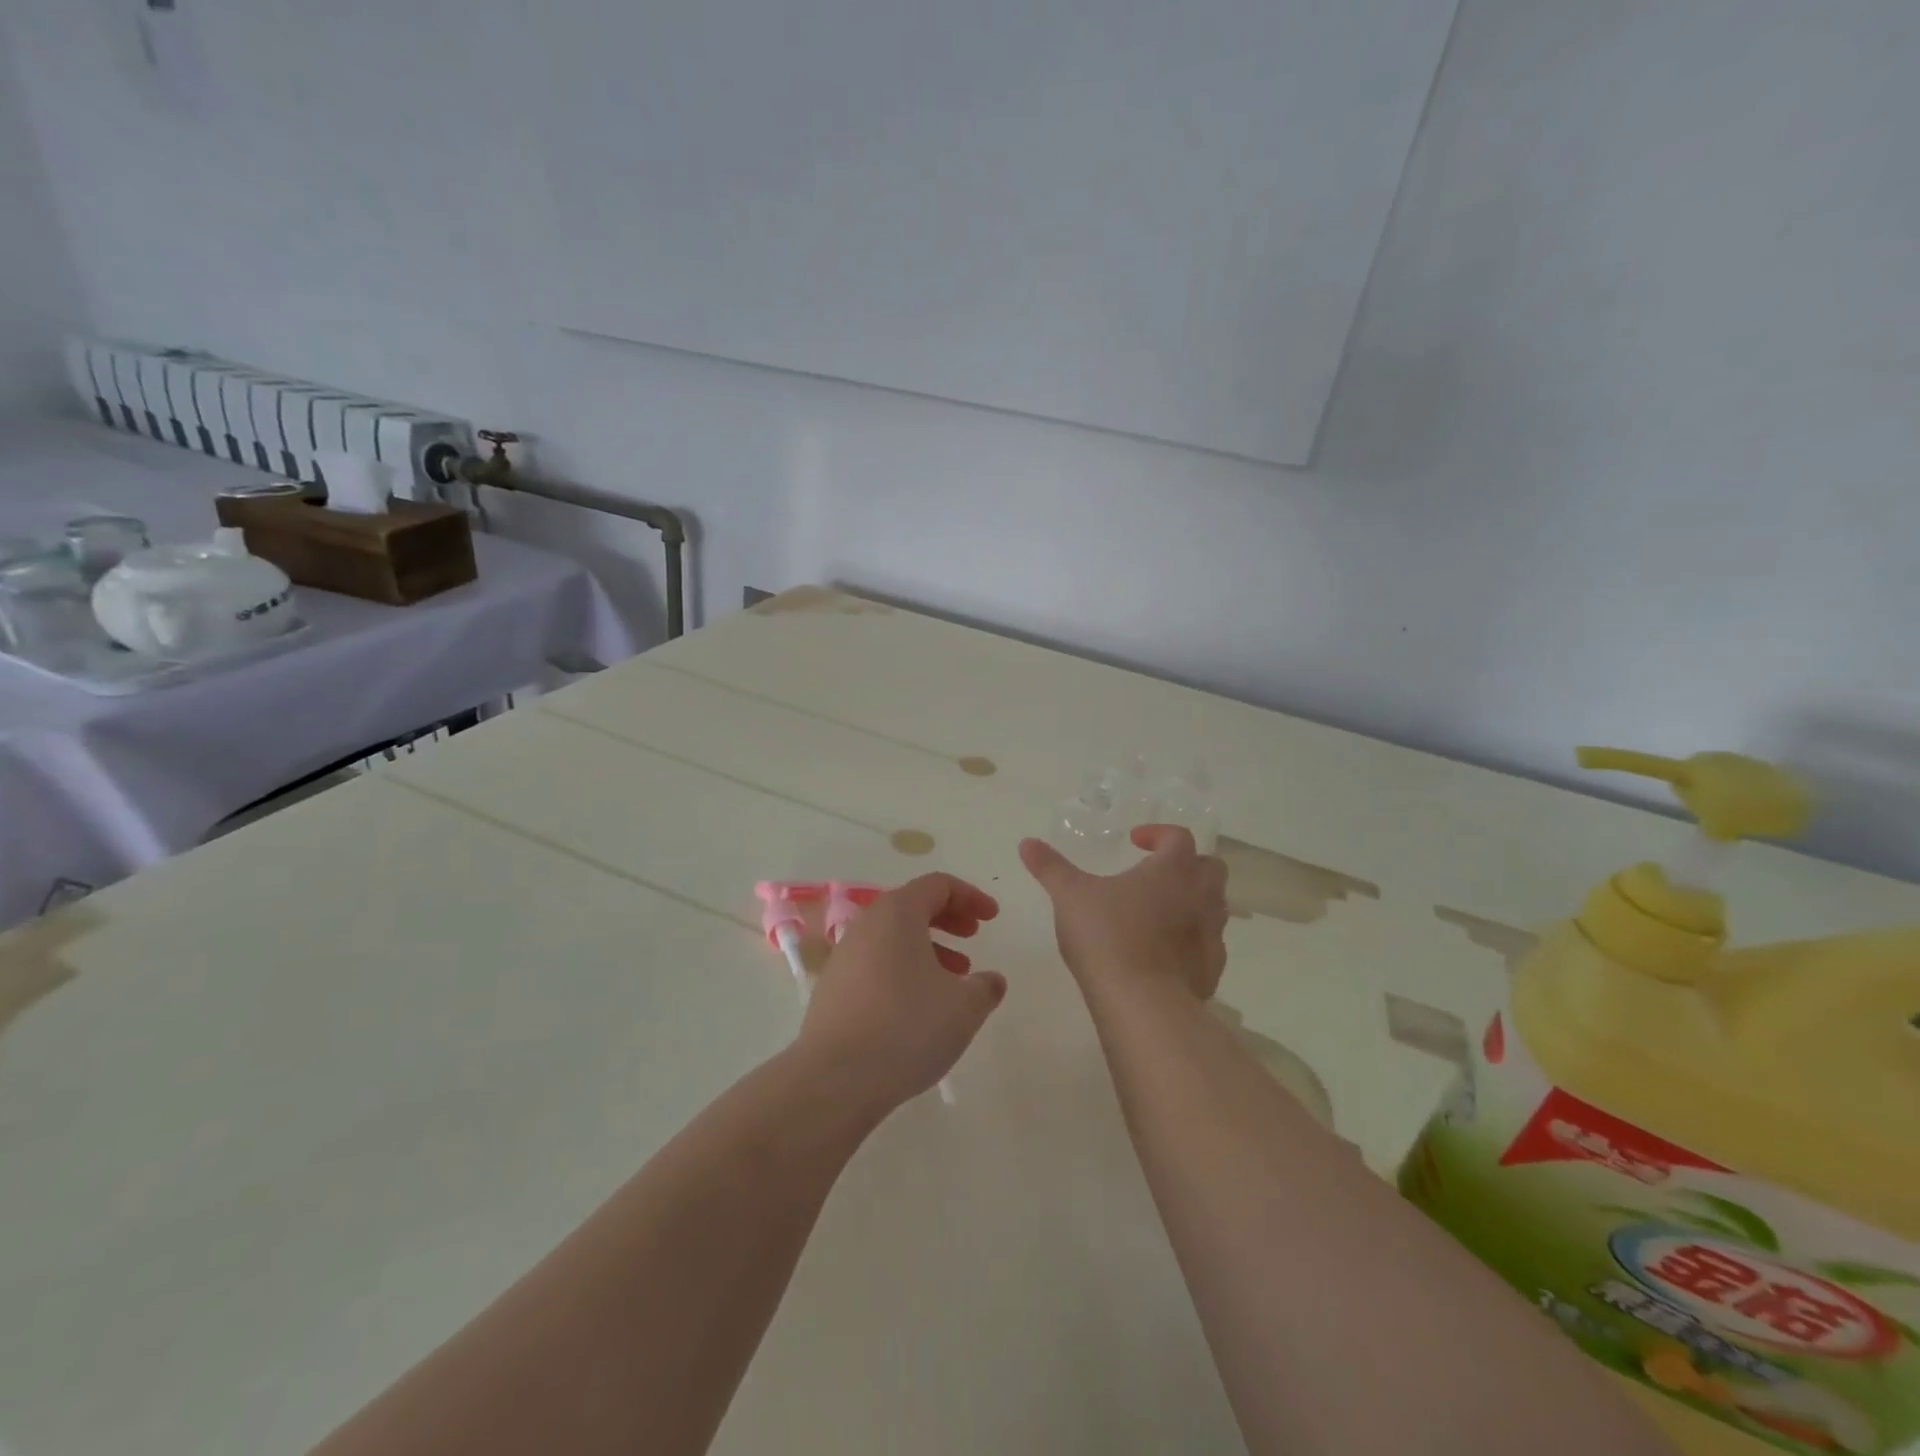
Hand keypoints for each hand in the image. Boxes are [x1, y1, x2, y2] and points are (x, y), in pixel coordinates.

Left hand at [798, 873, 1006, 1111]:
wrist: (835, 1078)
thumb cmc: (907, 1027)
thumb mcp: (964, 1007)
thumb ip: (985, 987)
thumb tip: (991, 980)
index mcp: (897, 913)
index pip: (938, 885)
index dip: (970, 896)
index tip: (992, 918)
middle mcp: (866, 925)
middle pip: (912, 906)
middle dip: (948, 918)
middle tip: (973, 937)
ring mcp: (844, 957)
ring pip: (893, 937)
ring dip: (928, 948)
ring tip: (954, 978)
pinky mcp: (833, 988)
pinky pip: (876, 963)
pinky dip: (904, 969)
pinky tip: (920, 1006)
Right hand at [1019, 825, 1228, 1001]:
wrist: (1143, 1003)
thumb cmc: (1107, 936)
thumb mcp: (1070, 896)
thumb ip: (1050, 867)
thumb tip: (1027, 843)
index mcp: (1173, 870)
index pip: (1178, 837)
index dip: (1158, 834)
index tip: (1134, 841)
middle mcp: (1200, 896)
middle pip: (1209, 868)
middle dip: (1187, 864)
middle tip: (1155, 874)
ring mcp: (1211, 934)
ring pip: (1214, 906)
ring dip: (1192, 901)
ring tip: (1159, 912)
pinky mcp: (1212, 969)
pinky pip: (1209, 944)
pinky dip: (1192, 939)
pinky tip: (1165, 952)